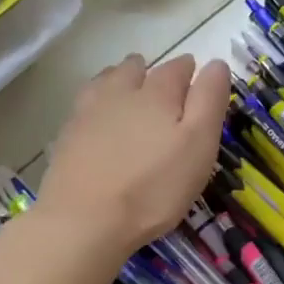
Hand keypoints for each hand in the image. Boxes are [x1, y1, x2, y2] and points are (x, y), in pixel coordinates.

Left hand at [38, 53, 230, 263]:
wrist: (84, 220)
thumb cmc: (154, 187)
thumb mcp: (199, 145)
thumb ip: (209, 101)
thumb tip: (216, 63)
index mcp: (158, 92)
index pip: (179, 68)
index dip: (192, 73)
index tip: (197, 84)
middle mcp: (121, 91)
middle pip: (138, 68)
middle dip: (152, 74)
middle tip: (164, 92)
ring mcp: (88, 111)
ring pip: (108, 80)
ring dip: (122, 81)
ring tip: (131, 98)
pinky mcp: (67, 134)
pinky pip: (87, 105)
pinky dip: (98, 104)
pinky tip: (101, 120)